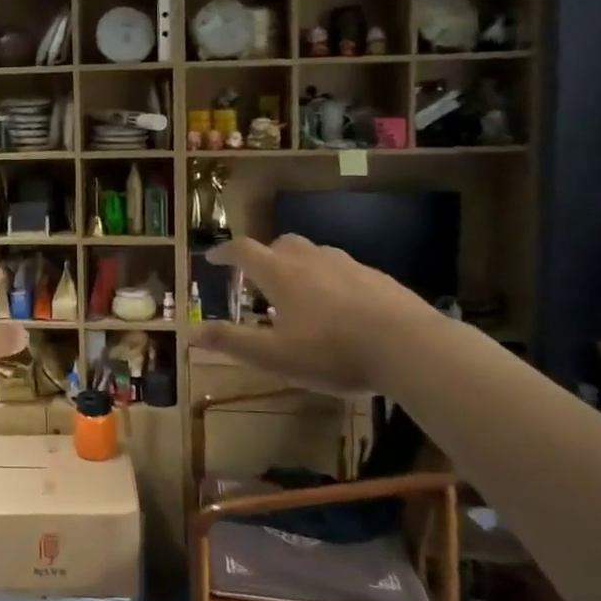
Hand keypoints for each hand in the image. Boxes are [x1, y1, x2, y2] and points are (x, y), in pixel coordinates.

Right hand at [185, 235, 441, 392]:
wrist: (410, 347)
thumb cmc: (332, 352)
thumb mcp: (275, 356)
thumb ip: (232, 342)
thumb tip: (190, 333)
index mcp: (281, 273)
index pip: (244, 251)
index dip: (225, 253)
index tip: (213, 259)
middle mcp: (311, 258)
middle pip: (280, 243)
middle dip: (265, 256)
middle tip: (259, 280)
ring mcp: (347, 264)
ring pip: (314, 254)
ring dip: (298, 266)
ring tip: (299, 295)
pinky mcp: (377, 277)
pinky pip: (343, 269)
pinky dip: (330, 279)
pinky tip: (340, 308)